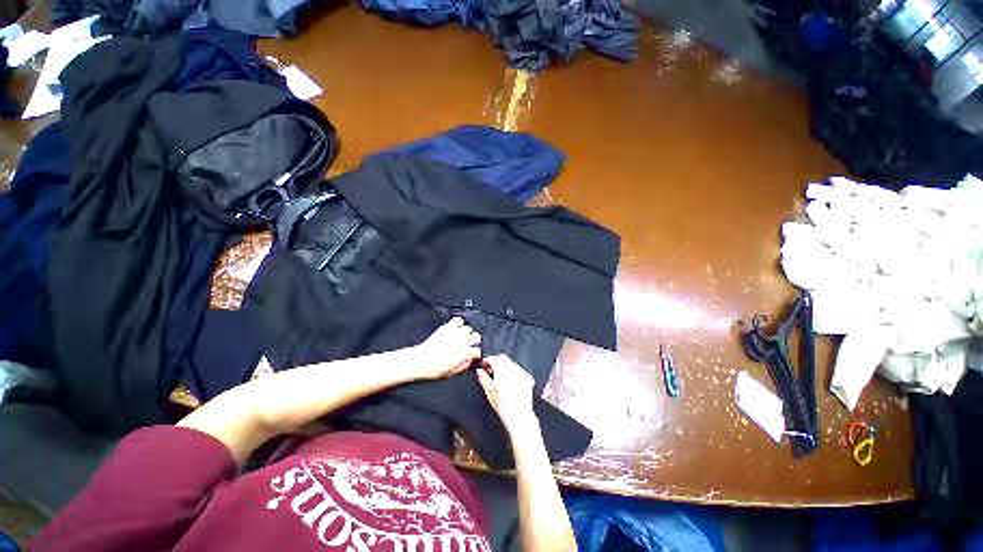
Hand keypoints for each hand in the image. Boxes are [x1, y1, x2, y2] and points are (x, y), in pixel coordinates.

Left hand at [412, 317, 481, 379]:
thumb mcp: (452, 373)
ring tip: (461, 337)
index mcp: (466, 353)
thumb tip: (469, 361)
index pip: (477, 351)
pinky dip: (458, 323)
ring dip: (466, 333)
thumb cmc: (435, 368)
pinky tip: (456, 328)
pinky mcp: (448, 327)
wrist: (421, 360)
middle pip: (476, 337)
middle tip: (468, 345)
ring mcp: (456, 333)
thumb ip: (464, 365)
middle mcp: (463, 341)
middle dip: (474, 341)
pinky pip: (458, 320)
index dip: (475, 354)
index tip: (472, 355)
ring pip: (468, 328)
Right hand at [477, 354, 535, 432]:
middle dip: (496, 362)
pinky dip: (513, 372)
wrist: (519, 415)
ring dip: (504, 366)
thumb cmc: (502, 404)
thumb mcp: (489, 391)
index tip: (483, 366)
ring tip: (500, 377)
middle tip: (490, 371)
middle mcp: (512, 367)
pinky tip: (510, 382)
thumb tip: (479, 371)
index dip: (486, 361)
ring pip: (511, 363)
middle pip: (502, 358)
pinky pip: (518, 370)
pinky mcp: (528, 378)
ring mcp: (521, 372)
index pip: (492, 358)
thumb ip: (483, 378)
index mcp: (502, 368)